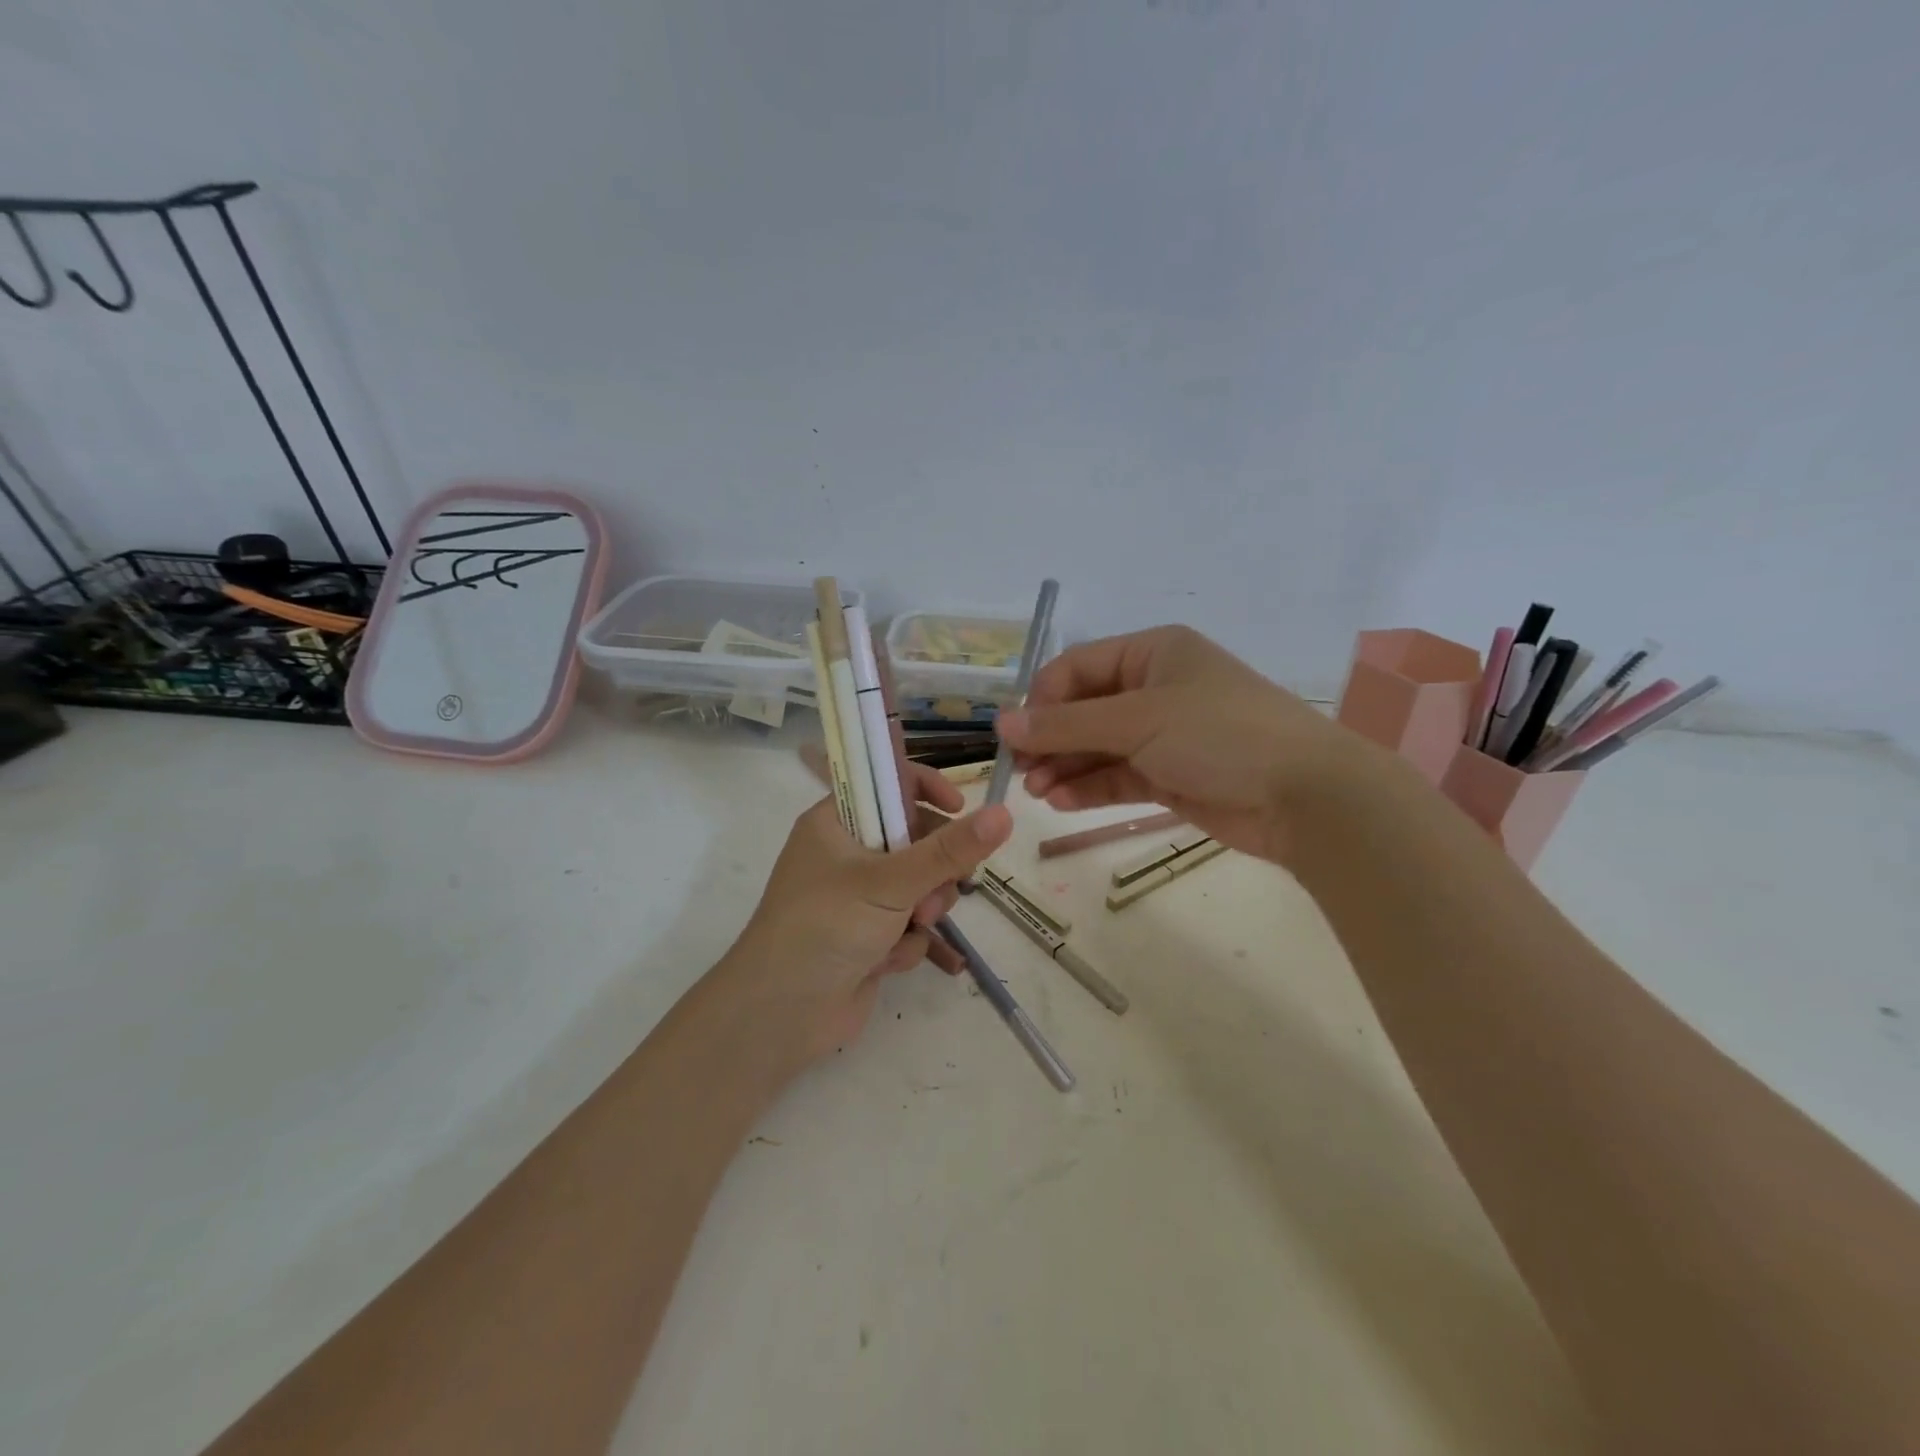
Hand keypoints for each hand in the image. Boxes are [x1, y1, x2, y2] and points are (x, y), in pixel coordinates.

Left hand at [712, 795, 1012, 1076]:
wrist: (782, 1016)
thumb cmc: (826, 927)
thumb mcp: (891, 881)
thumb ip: (949, 850)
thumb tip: (1004, 813)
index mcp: (836, 822)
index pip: (887, 784)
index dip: (925, 789)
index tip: (959, 807)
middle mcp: (846, 853)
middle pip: (913, 839)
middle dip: (933, 869)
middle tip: (937, 889)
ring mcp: (857, 897)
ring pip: (918, 886)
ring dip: (923, 908)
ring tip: (913, 927)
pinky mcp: (868, 936)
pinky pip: (908, 925)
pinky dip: (905, 943)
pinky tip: (887, 962)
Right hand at [995, 625, 1371, 867]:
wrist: (1305, 795)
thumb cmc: (1219, 734)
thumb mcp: (1138, 720)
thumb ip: (1066, 724)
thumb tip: (1002, 724)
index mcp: (1152, 653)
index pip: (1077, 667)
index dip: (1042, 699)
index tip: (1014, 735)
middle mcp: (1155, 688)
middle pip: (1084, 710)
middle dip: (1051, 740)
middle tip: (1020, 772)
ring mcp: (1164, 735)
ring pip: (1097, 747)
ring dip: (1064, 767)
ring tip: (1036, 792)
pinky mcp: (1171, 776)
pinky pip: (1117, 776)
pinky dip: (1089, 788)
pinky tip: (1060, 802)